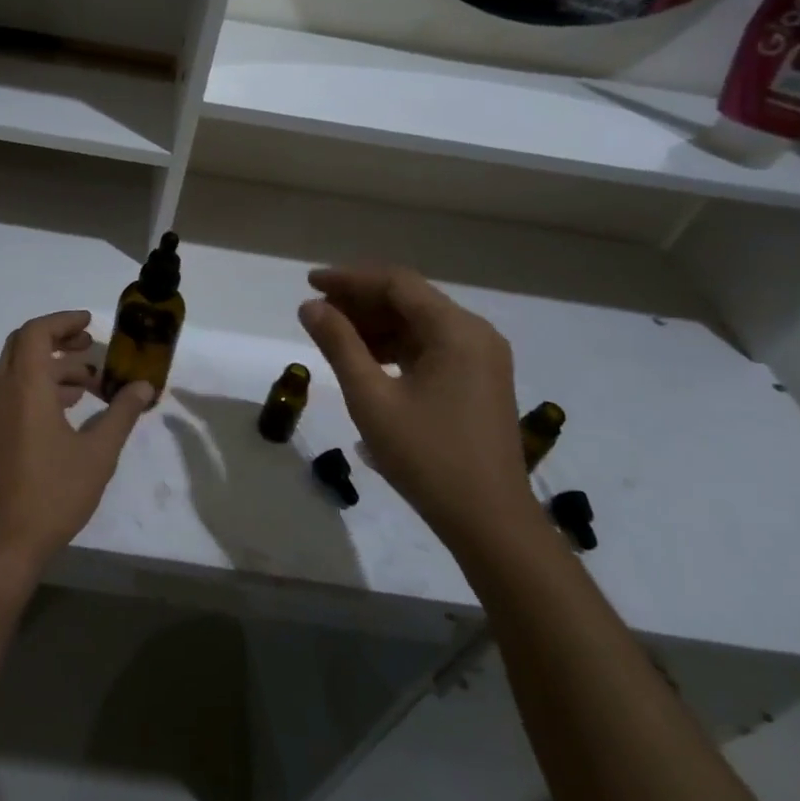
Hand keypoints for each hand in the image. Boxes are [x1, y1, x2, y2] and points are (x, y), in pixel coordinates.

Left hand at [0, 311, 154, 582]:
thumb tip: (144, 387)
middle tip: (90, 347)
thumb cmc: (52, 495)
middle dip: (58, 340)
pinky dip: (37, 389)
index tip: (91, 324)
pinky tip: (66, 412)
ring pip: (18, 371)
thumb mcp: (97, 454)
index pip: (37, 332)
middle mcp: (1, 392)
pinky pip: (11, 394)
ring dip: (51, 368)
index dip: (63, 321)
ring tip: (89, 385)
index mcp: (25, 387)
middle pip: (24, 346)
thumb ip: (121, 414)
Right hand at [298, 267, 540, 553]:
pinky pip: (431, 347)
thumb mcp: (371, 398)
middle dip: (361, 301)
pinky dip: (396, 346)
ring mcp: (481, 358)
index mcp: (456, 330)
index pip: (396, 284)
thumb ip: (339, 345)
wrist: (489, 521)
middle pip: (410, 300)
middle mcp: (475, 333)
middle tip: (316, 311)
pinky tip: (365, 360)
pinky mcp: (479, 380)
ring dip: (376, 324)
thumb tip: (310, 306)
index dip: (350, 279)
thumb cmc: (426, 457)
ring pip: (419, 324)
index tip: (310, 282)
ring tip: (332, 335)